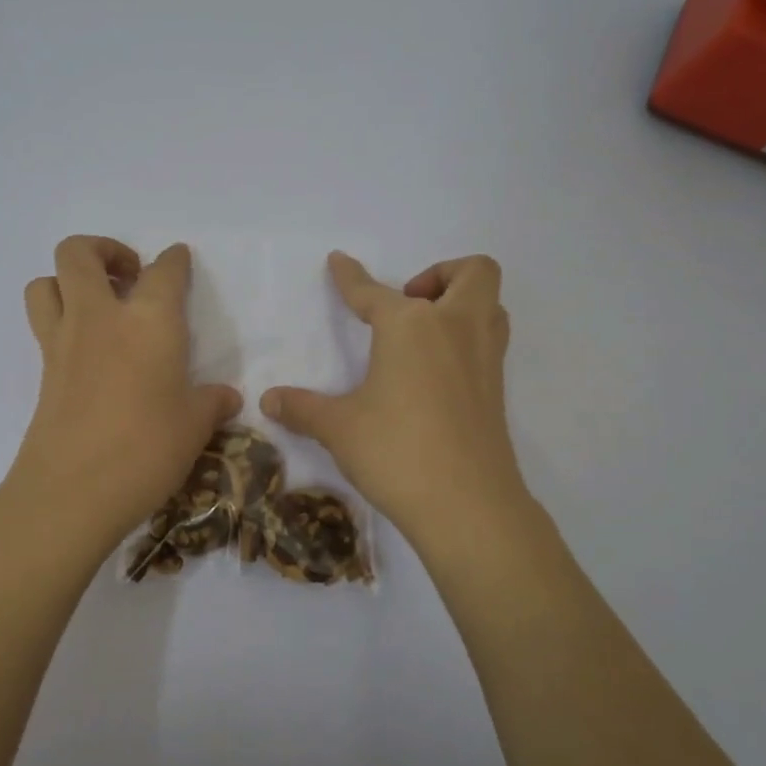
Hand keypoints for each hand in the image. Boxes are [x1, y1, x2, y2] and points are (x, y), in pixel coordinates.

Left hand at [10, 237, 241, 551]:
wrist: (73, 491)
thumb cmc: (147, 449)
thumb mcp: (195, 426)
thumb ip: (212, 403)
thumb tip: (227, 398)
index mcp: (149, 320)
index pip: (164, 271)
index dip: (174, 261)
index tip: (179, 261)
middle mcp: (100, 317)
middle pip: (79, 253)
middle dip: (104, 250)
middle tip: (130, 276)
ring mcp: (63, 341)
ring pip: (46, 281)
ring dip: (68, 280)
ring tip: (97, 305)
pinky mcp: (42, 370)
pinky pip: (44, 324)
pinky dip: (61, 320)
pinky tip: (88, 351)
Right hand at [261, 252, 528, 550]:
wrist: (467, 504)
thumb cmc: (396, 452)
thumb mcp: (339, 428)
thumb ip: (302, 408)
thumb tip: (268, 401)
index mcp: (410, 326)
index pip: (372, 292)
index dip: (350, 277)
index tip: (339, 262)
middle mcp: (455, 328)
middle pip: (471, 272)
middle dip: (440, 274)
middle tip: (408, 305)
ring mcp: (484, 357)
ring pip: (490, 305)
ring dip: (462, 303)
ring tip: (425, 334)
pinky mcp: (497, 388)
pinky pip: (490, 340)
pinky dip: (467, 339)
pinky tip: (436, 373)